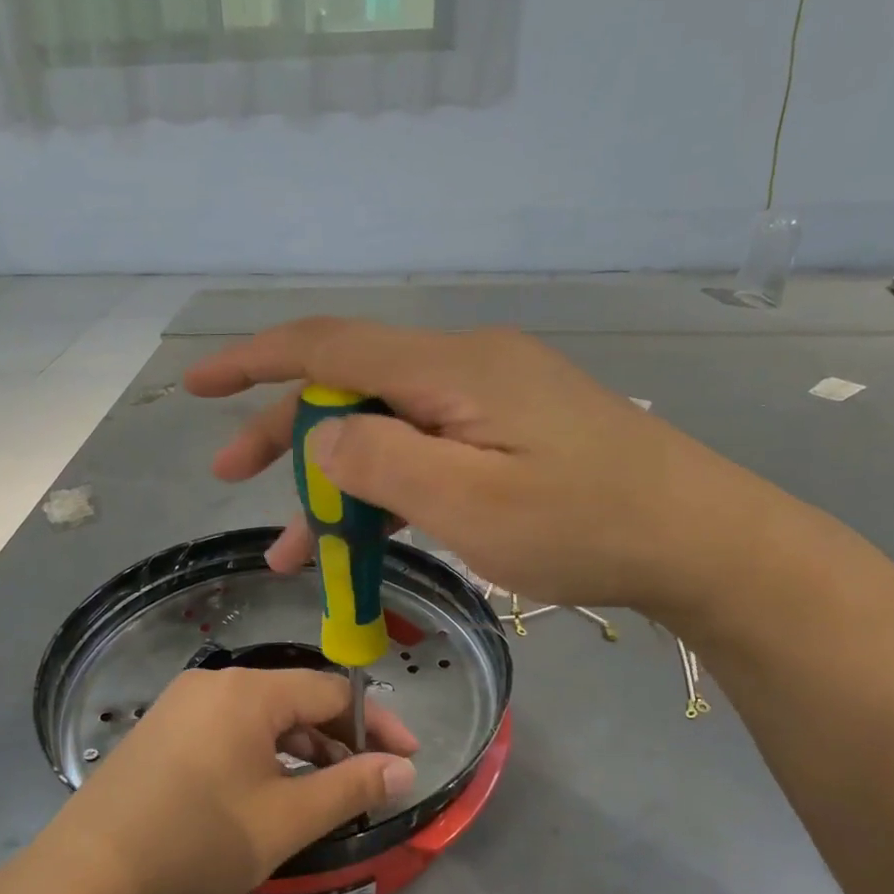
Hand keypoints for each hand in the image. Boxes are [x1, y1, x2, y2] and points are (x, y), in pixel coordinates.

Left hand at [39, 668, 417, 893]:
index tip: (406, 760)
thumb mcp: (286, 819)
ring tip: (321, 794)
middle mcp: (214, 683)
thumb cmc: (197, 841)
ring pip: (261, 717)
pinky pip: (228, 730)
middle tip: (366, 784)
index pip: (332, 693)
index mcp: (248, 691)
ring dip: (300, 750)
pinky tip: (266, 792)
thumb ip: (351, 788)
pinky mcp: (161, 731)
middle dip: (338, 741)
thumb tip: (403, 768)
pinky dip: (261, 754)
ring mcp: (181, 705)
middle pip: (295, 700)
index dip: (376, 725)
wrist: (86, 876)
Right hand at [183, 317, 787, 619]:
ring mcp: (488, 404)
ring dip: (333, 482)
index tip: (197, 386)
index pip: (330, 345)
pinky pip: (424, 454)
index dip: (254, 361)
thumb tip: (319, 437)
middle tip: (231, 478)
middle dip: (283, 433)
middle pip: (350, 388)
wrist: (696, 540)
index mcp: (451, 370)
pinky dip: (384, 494)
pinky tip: (361, 539)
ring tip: (292, 548)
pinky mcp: (506, 437)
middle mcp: (464, 370)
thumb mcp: (469, 503)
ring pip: (385, 431)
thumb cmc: (585, 525)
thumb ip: (382, 463)